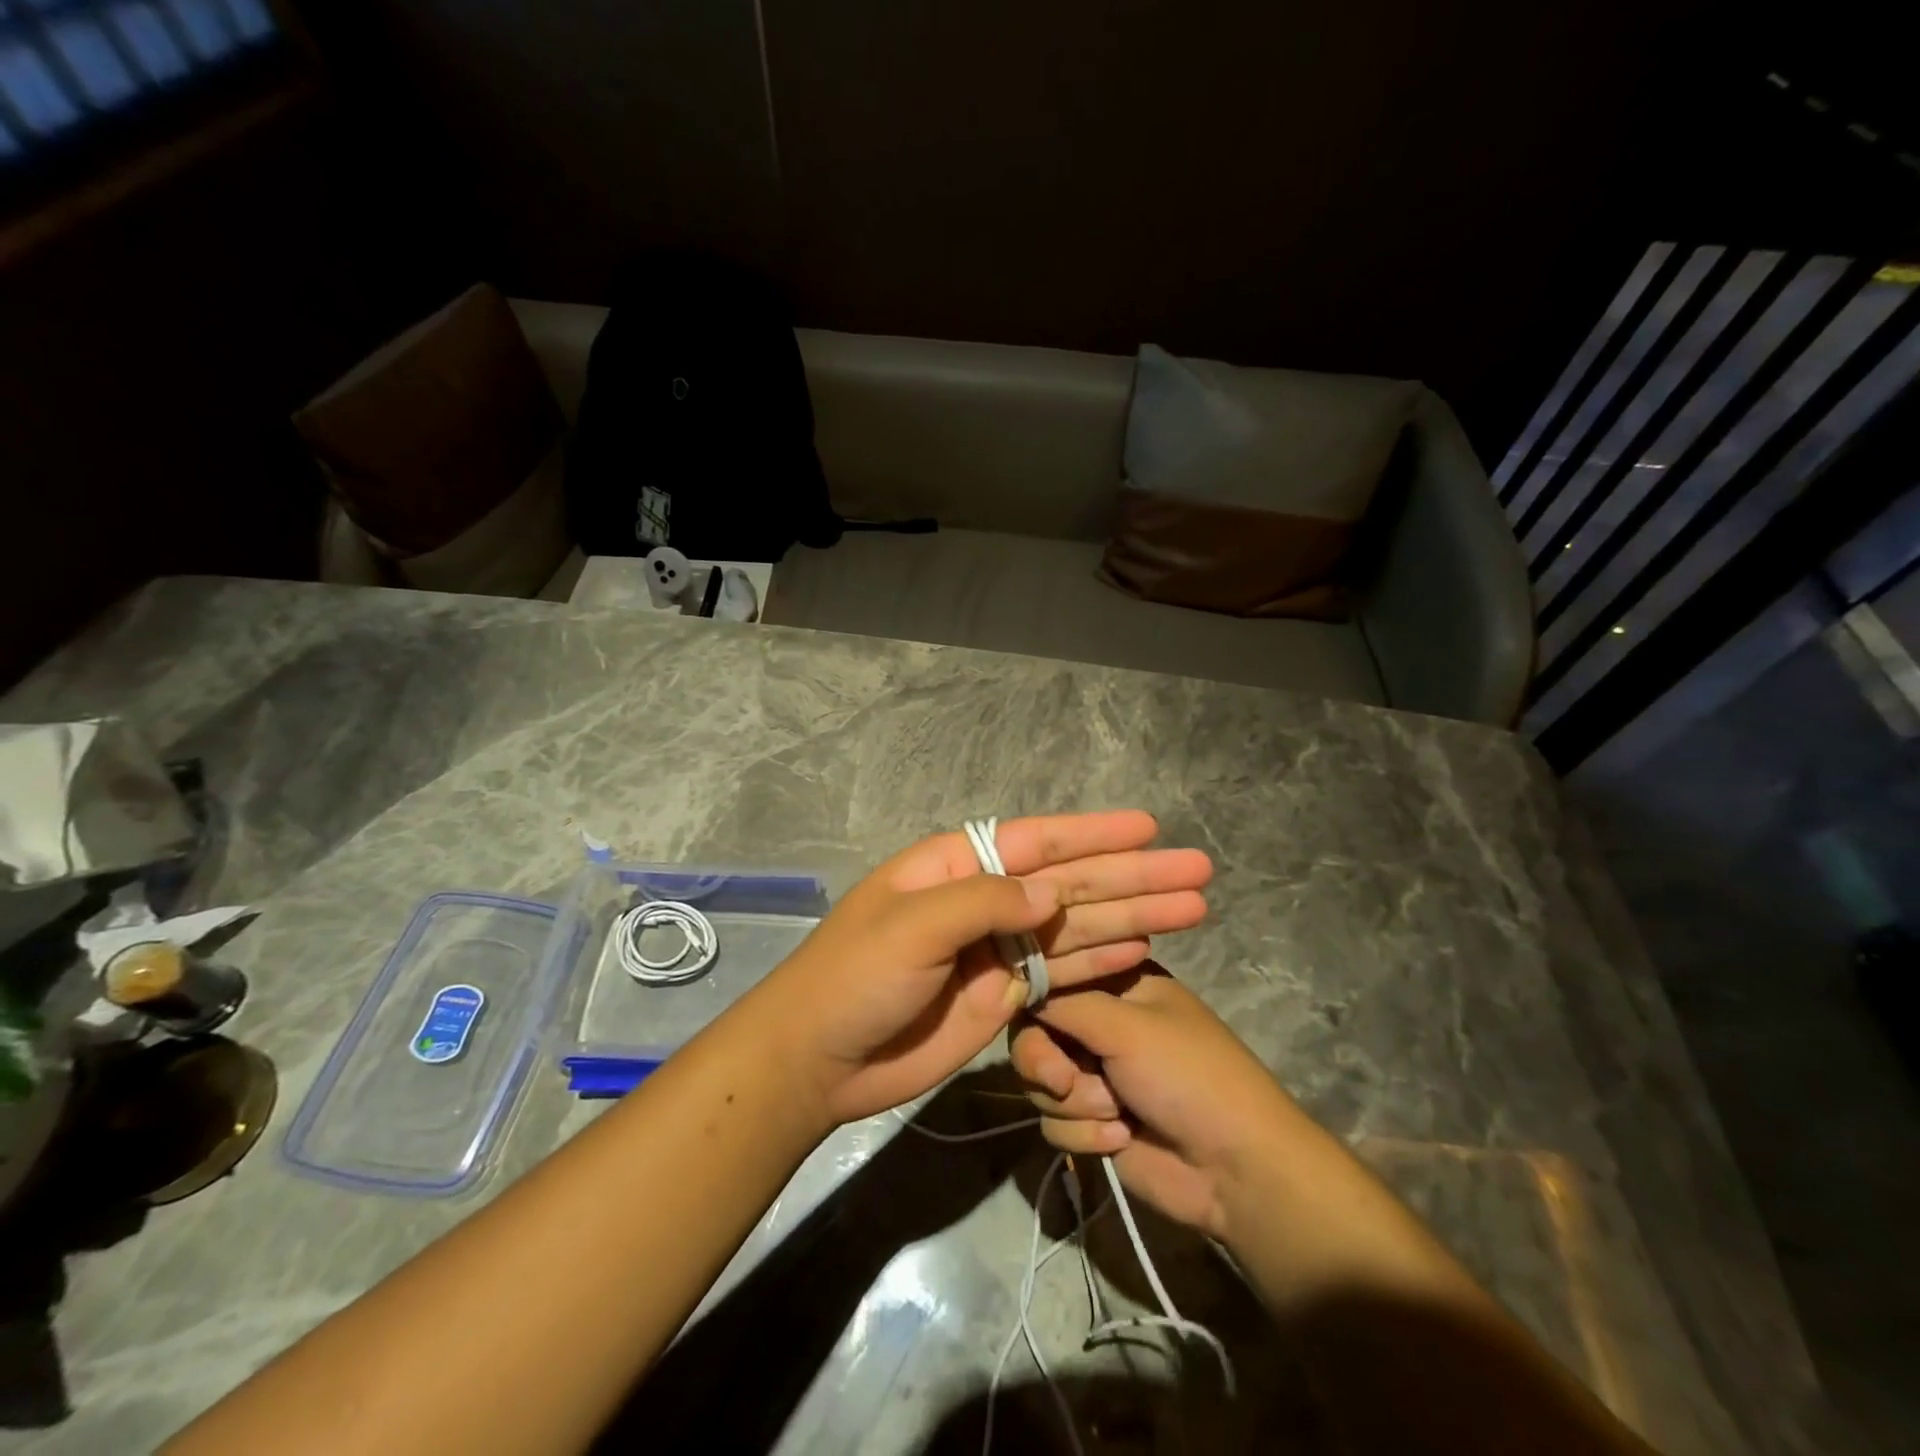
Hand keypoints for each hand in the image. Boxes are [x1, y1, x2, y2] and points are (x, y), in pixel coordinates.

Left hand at [754, 812, 1210, 1126]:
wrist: (819, 1059)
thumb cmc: (854, 977)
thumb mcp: (912, 926)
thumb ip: (984, 903)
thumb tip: (1050, 893)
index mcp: (957, 866)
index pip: (1037, 841)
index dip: (1094, 834)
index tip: (1148, 828)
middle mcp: (985, 900)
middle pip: (1071, 882)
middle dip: (1133, 876)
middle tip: (1197, 870)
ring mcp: (998, 950)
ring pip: (1077, 926)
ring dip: (1133, 916)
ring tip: (1193, 906)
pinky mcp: (1005, 996)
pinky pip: (1064, 972)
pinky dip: (1103, 959)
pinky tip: (1145, 947)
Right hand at [1010, 964, 1294, 1241]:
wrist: (1234, 1170)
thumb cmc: (1187, 1076)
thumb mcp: (1126, 1026)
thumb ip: (1064, 1003)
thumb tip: (1019, 989)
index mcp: (1116, 984)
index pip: (1052, 977)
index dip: (1033, 998)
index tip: (1031, 1017)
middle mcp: (1100, 1023)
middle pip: (1034, 1034)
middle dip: (1045, 1062)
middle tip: (1064, 1080)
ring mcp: (1096, 1074)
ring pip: (1039, 1082)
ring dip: (1076, 1103)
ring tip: (1117, 1113)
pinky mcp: (1093, 1122)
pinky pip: (1054, 1123)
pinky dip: (1085, 1134)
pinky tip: (1122, 1139)